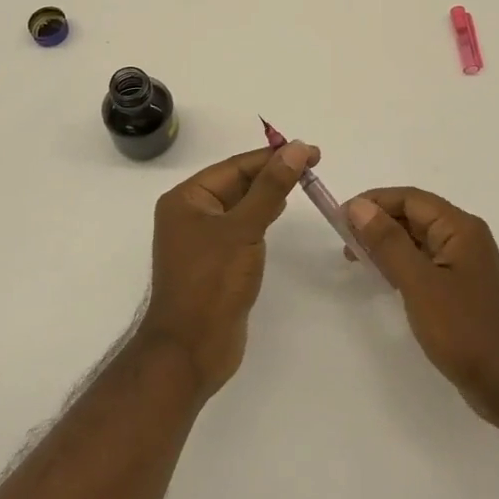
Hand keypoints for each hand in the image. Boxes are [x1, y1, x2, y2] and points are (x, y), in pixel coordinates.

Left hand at [139, 142, 316, 398]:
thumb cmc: (212, 283)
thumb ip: (270, 188)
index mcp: (186, 199)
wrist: (191, 349)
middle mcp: (190, 214)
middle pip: (236, 183)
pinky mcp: (215, 262)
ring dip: (268, 193)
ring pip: (240, 205)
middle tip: (312, 163)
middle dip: (272, 172)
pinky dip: (260, 216)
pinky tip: (279, 212)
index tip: (309, 150)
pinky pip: (240, 228)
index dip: (273, 156)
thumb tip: (294, 149)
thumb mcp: (244, 229)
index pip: (235, 166)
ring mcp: (201, 239)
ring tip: (303, 180)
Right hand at [344, 188, 498, 422]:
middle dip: (378, 222)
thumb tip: (358, 206)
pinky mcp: (459, 286)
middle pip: (414, 215)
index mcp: (460, 228)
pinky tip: (382, 276)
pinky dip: (400, 262)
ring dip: (386, 243)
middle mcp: (464, 237)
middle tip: (344, 242)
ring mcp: (463, 263)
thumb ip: (388, 242)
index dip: (374, 202)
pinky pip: (423, 261)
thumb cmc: (463, 329)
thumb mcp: (419, 283)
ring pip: (417, 239)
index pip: (410, 199)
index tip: (340, 218)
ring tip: (356, 258)